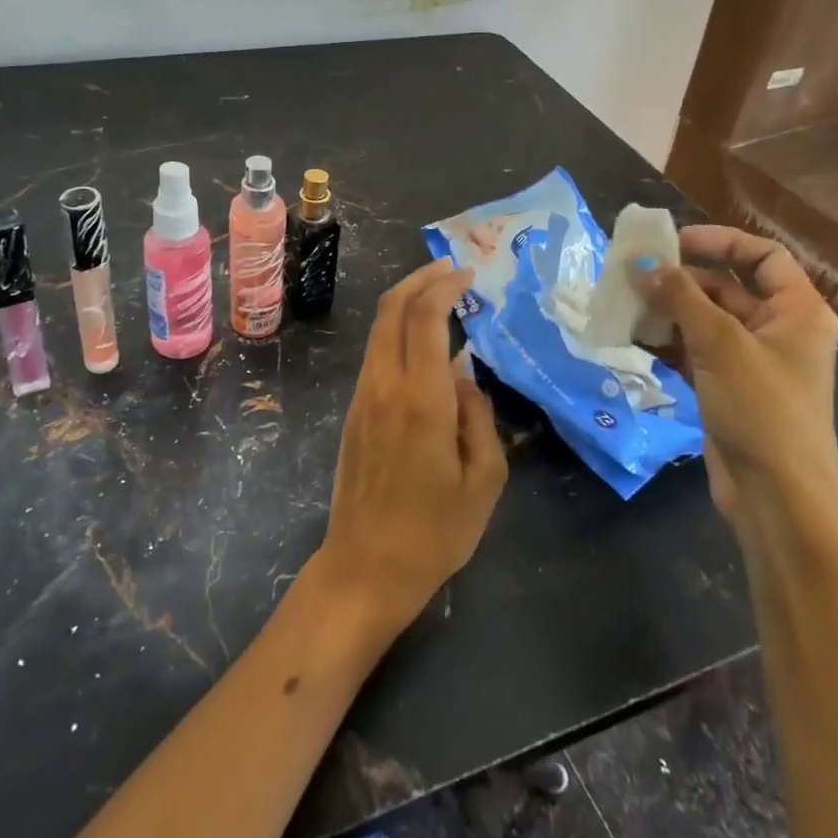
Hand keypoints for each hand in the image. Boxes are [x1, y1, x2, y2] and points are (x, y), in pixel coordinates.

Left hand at [312, 259, 508, 638]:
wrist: (365, 568)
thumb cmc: (434, 532)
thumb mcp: (483, 481)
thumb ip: (478, 417)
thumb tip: (464, 375)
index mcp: (420, 399)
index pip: (425, 318)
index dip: (445, 286)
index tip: (469, 275)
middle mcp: (384, 385)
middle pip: (392, 309)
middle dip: (421, 279)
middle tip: (452, 269)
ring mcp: (363, 396)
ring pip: (379, 328)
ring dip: (406, 302)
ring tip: (440, 296)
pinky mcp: (354, 410)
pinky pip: (376, 353)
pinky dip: (398, 330)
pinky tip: (423, 341)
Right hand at [632, 226, 837, 527]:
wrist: (777, 497)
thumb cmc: (762, 408)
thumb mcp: (720, 343)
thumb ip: (679, 297)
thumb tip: (642, 264)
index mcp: (796, 311)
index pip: (762, 255)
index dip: (719, 241)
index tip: (673, 243)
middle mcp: (776, 330)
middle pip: (725, 286)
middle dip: (679, 279)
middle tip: (632, 275)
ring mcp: (750, 361)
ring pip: (703, 319)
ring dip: (665, 310)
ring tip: (623, 303)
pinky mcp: (726, 387)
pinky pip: (692, 350)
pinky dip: (665, 341)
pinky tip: (630, 336)